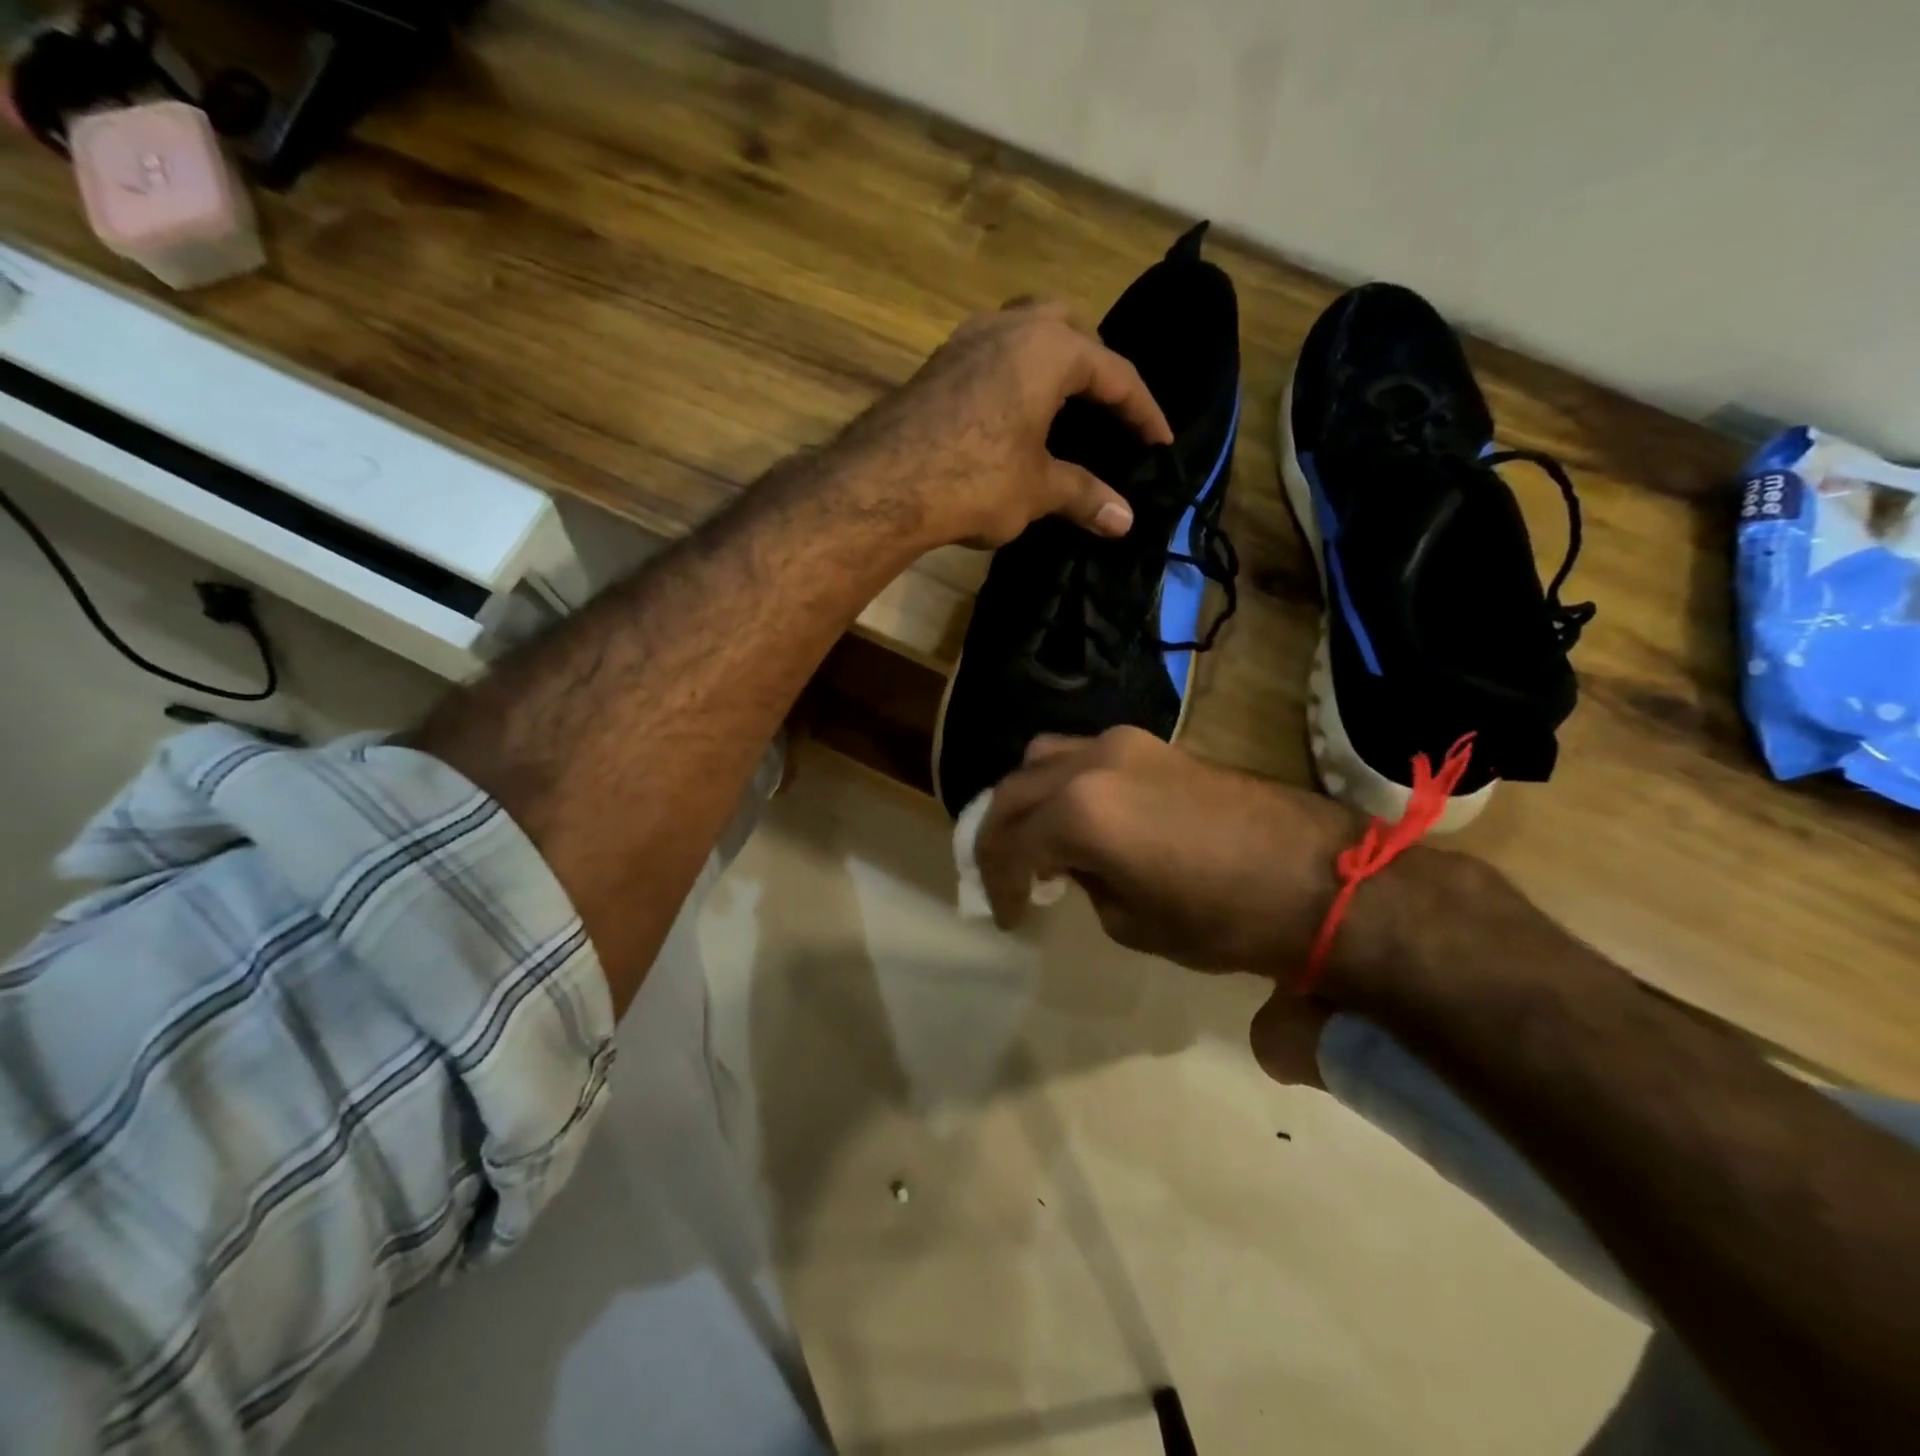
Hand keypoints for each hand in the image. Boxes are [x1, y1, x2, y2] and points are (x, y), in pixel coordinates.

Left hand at [849, 300, 1173, 547]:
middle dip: (1097, 369)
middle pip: (1071, 331)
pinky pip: (993, 356)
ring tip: (1063, 408)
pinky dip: (1015, 377)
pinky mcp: (937, 364)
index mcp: (1050, 348)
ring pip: (1026, 334)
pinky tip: (1013, 415)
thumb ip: (1084, 496)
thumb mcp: (1038, 490)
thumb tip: (1125, 521)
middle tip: (1108, 410)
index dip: (1143, 412)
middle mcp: (1010, 326)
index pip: (1116, 374)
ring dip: (1052, 365)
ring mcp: (967, 340)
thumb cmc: (975, 480)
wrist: (882, 485)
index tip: (1160, 442)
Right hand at [976, 728, 1364, 976]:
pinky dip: (1065, 784)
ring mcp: (1124, 744)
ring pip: (1045, 758)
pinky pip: (1084, 755)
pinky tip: (1082, 819)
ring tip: (1039, 841)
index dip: (997, 884)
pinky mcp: (1153, 744)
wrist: (1319, 876)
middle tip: (1004, 877)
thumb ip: (1085, 884)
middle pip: (1014, 790)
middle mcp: (1091, 763)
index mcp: (1079, 811)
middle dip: (998, 836)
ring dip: (1029, 799)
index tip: (1006, 916)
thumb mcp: (1132, 922)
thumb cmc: (1224, 916)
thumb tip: (1074, 865)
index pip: (1010, 843)